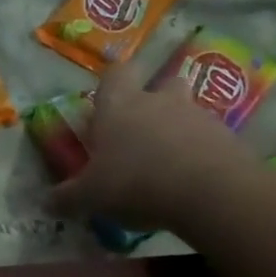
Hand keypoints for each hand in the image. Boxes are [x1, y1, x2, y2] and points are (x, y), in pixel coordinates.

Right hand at [49, 61, 261, 233]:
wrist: (211, 193)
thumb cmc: (136, 182)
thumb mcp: (90, 197)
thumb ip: (67, 198)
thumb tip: (46, 203)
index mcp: (119, 105)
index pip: (116, 73)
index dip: (112, 83)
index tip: (107, 102)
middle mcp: (158, 101)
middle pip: (162, 84)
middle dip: (155, 101)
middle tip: (143, 131)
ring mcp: (198, 117)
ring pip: (188, 112)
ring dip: (180, 130)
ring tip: (170, 165)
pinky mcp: (230, 139)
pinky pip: (212, 140)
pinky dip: (203, 154)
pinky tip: (195, 183)